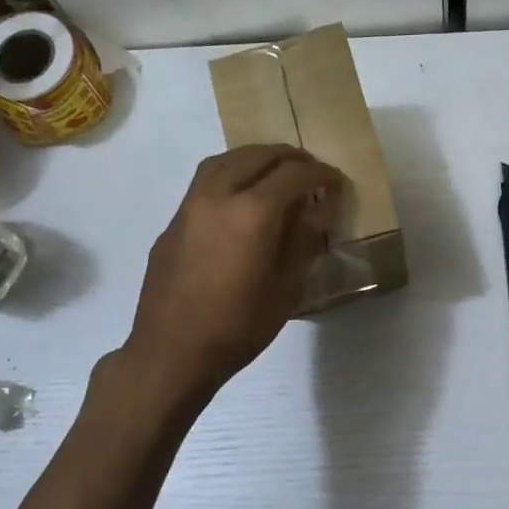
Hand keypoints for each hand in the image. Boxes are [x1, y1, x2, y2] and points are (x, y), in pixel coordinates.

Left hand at [122, 145, 344, 405]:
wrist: (172, 352)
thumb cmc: (239, 327)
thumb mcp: (286, 287)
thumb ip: (303, 239)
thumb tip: (319, 206)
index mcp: (252, 212)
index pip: (293, 175)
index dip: (320, 174)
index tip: (336, 181)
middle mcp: (218, 196)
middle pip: (256, 156)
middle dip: (288, 157)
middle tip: (310, 170)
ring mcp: (189, 206)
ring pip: (224, 161)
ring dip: (254, 158)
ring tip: (275, 173)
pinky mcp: (173, 223)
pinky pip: (205, 182)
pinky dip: (230, 176)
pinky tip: (241, 200)